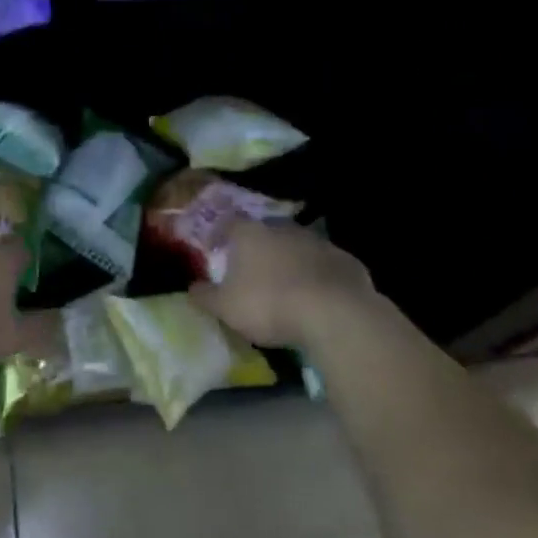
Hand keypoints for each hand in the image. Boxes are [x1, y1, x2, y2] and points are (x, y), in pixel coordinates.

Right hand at [190, 220, 375, 346]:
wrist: (335, 313)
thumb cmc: (269, 304)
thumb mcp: (226, 308)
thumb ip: (205, 296)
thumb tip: (191, 288)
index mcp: (250, 234)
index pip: (228, 223)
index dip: (219, 234)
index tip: (214, 249)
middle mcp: (283, 229)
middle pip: (265, 232)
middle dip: (257, 248)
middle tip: (251, 268)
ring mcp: (317, 242)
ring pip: (297, 246)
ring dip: (289, 260)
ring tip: (285, 284)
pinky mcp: (345, 260)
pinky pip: (324, 265)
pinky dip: (317, 275)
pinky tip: (317, 297)